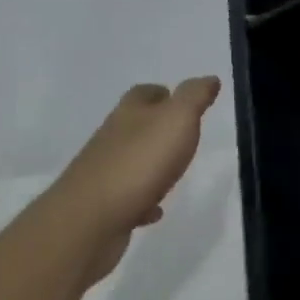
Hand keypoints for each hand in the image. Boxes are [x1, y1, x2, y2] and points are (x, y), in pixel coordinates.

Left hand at [43, 77, 221, 284]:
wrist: (90, 220)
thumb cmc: (139, 162)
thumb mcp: (177, 119)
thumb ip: (194, 97)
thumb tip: (209, 78)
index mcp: (130, 113)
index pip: (144, 93)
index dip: (163, 93)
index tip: (183, 101)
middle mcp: (112, 138)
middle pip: (134, 124)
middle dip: (156, 127)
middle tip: (184, 135)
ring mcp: (104, 172)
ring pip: (130, 160)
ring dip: (149, 163)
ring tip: (173, 172)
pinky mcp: (102, 206)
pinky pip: (128, 198)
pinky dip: (143, 200)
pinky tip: (155, 211)